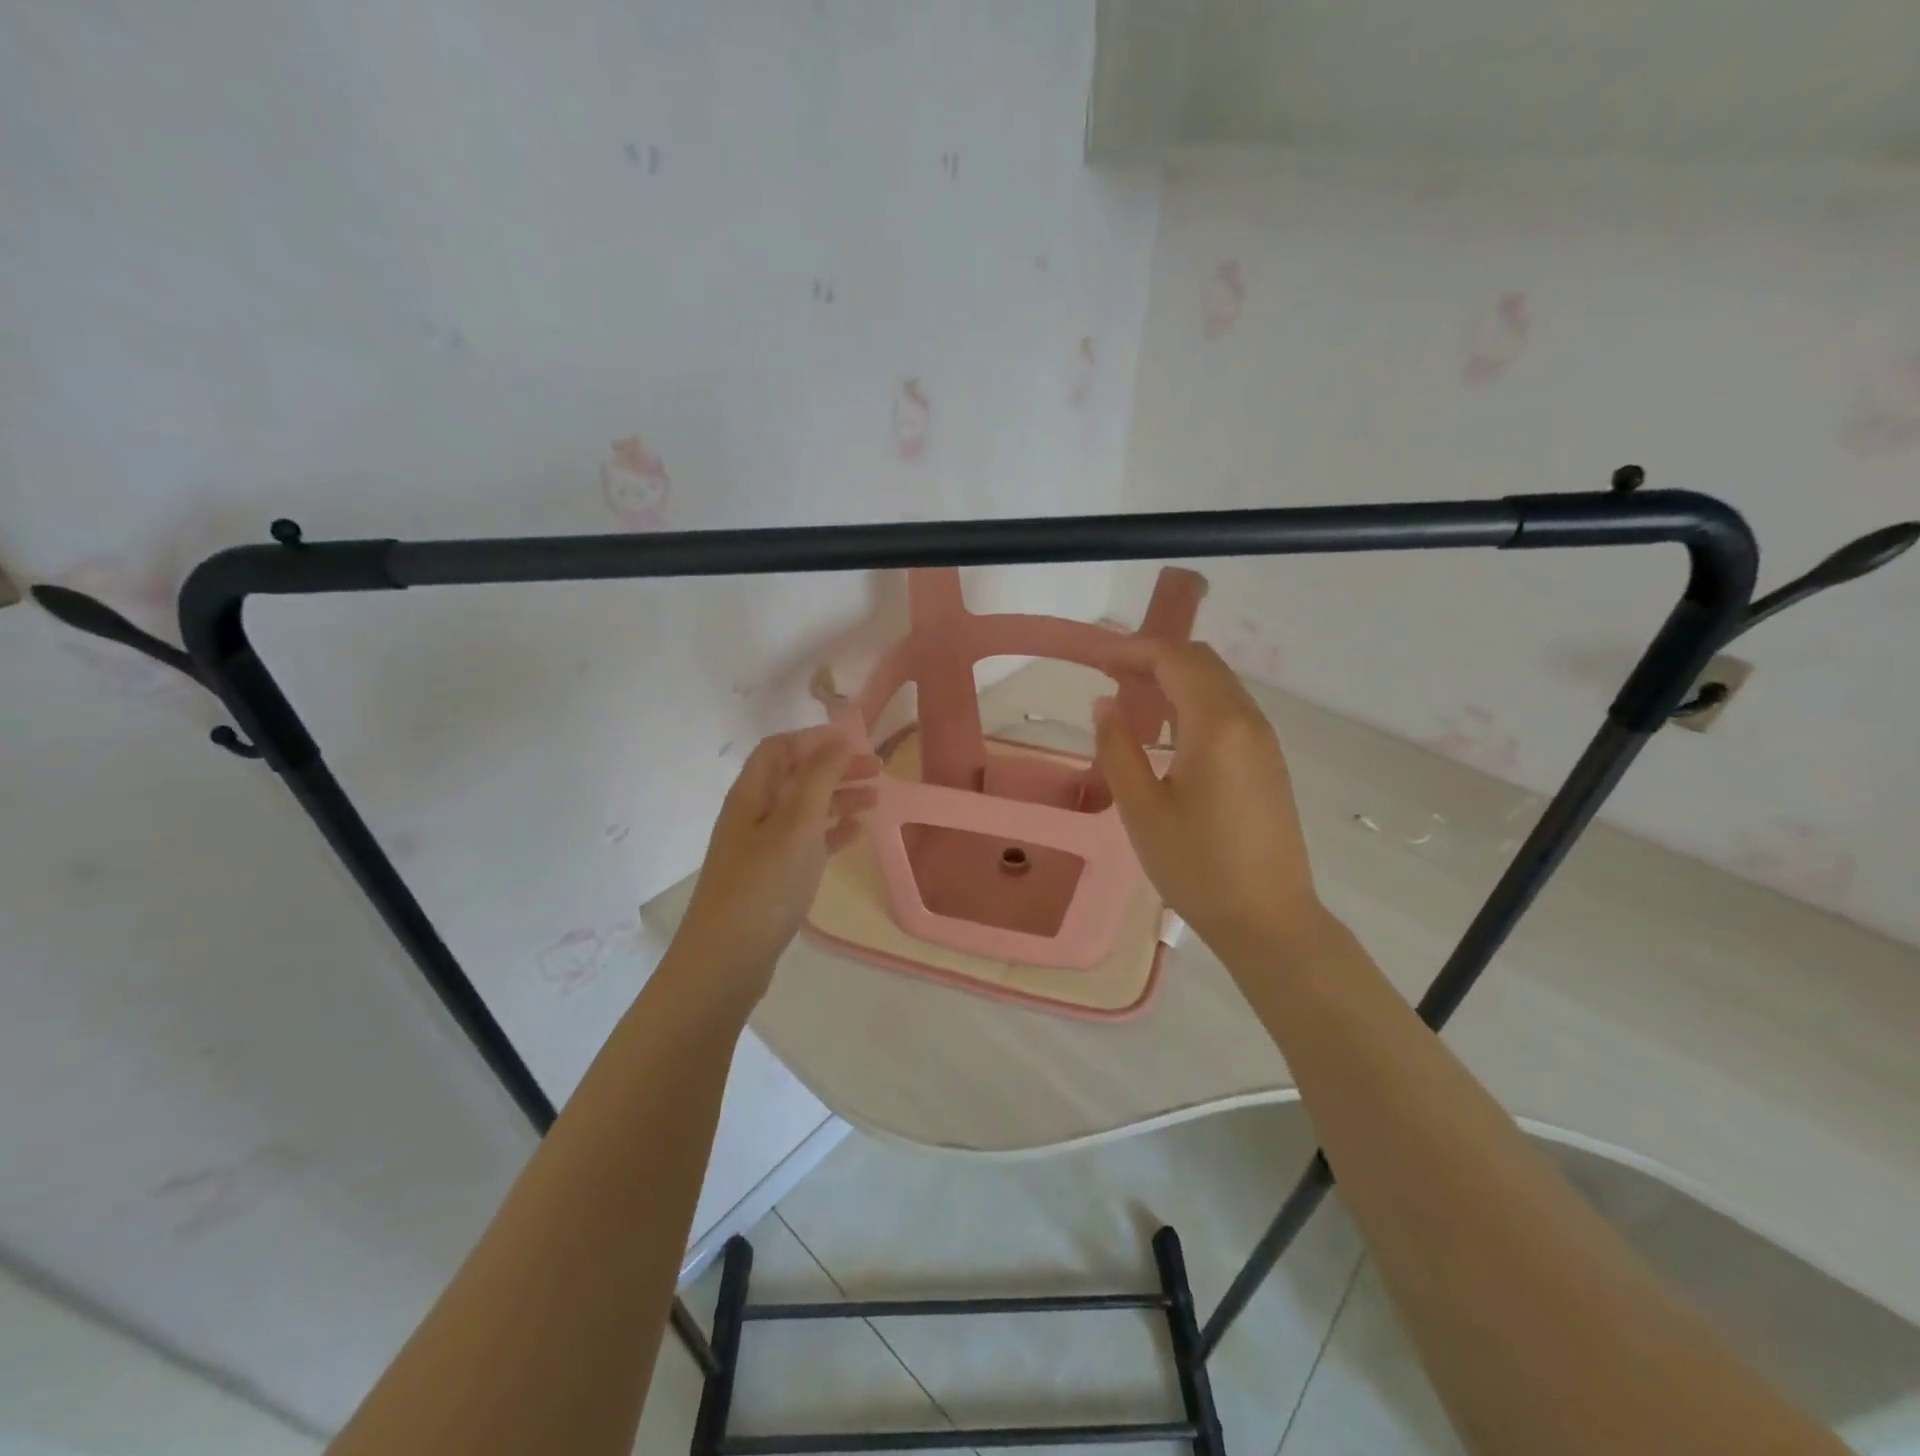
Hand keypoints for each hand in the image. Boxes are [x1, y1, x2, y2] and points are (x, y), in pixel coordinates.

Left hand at [673, 726, 878, 1006]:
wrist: (726, 960)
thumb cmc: (764, 885)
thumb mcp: (795, 825)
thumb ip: (818, 778)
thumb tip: (837, 739)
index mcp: (751, 794)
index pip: (778, 748)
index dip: (813, 739)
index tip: (854, 741)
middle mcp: (753, 814)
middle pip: (795, 777)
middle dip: (834, 768)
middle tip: (877, 770)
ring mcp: (762, 847)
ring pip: (804, 810)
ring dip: (838, 799)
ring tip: (876, 799)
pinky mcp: (772, 877)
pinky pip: (806, 842)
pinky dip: (831, 832)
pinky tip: (856, 834)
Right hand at [1095, 639, 1326, 960]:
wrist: (1269, 920)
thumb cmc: (1197, 867)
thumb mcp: (1142, 810)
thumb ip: (1118, 748)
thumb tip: (1105, 704)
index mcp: (1217, 726)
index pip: (1176, 660)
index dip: (1133, 650)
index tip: (1095, 659)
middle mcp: (1248, 721)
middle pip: (1202, 662)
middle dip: (1155, 656)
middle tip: (1109, 672)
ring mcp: (1264, 740)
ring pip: (1219, 683)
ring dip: (1176, 676)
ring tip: (1133, 694)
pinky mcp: (1268, 761)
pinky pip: (1230, 708)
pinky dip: (1195, 699)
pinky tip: (1168, 726)